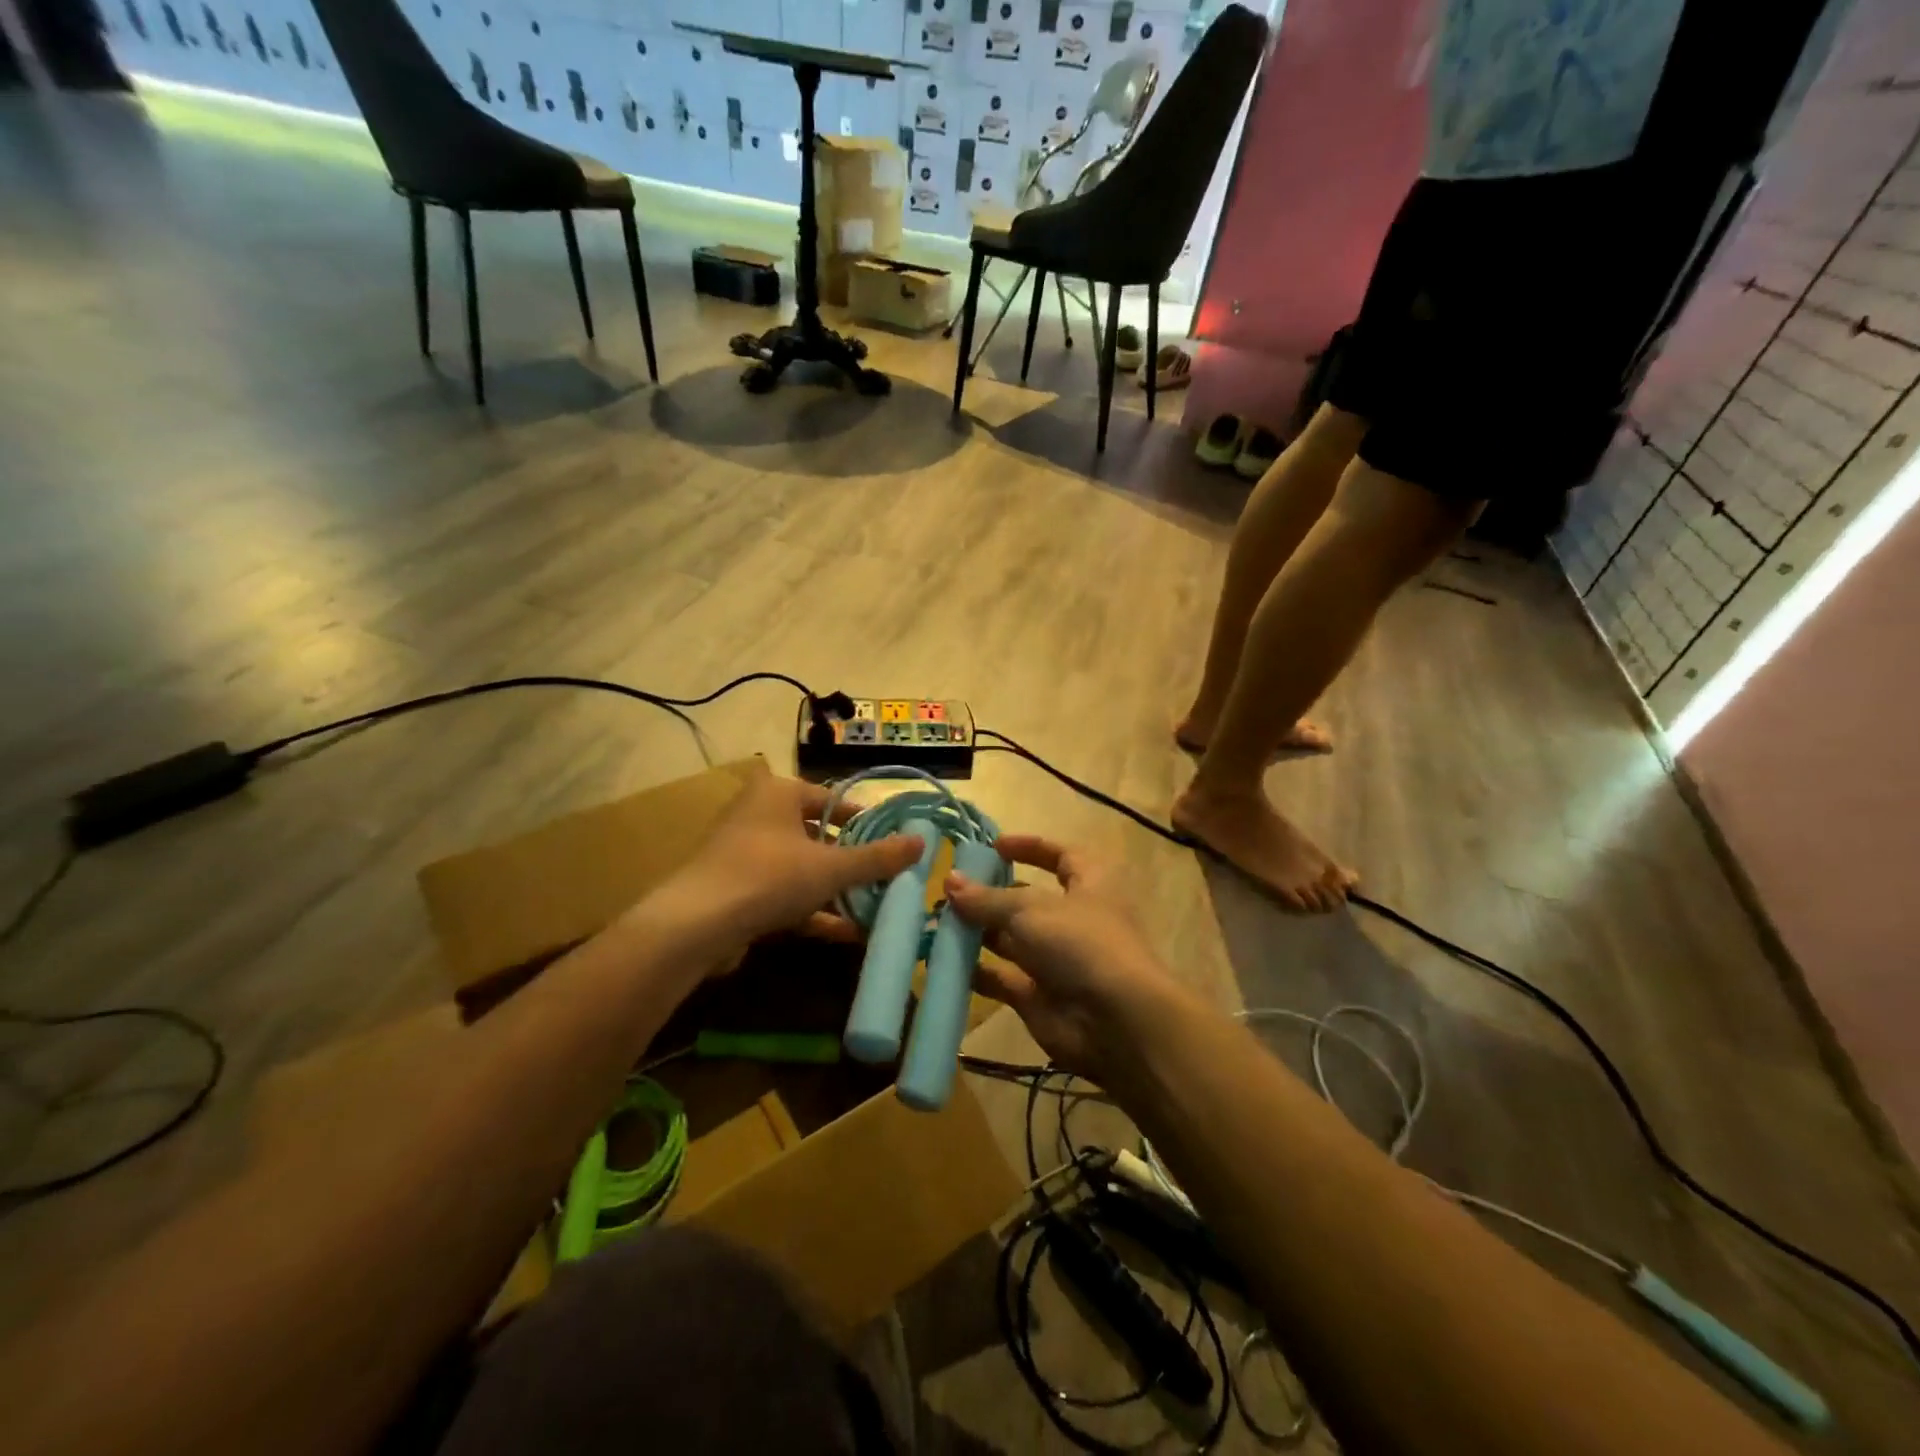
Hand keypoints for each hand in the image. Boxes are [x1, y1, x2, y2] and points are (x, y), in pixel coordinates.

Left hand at [658, 771, 923, 954]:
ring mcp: (745, 854)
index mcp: (779, 793)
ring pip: (802, 869)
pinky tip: (847, 932)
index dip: (866, 821)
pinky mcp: (736, 890)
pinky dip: (813, 910)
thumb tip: (922, 842)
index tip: (893, 843)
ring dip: (836, 890)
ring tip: (873, 908)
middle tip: (886, 878)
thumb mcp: (832, 867)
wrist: (695, 925)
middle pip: (818, 836)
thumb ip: (878, 857)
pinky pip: (784, 894)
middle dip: (852, 862)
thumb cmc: (769, 876)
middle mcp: (759, 815)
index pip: (833, 800)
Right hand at [944, 835, 1179, 1081]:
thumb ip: (987, 898)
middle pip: (1028, 900)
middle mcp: (1074, 919)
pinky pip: (1003, 978)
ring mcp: (1057, 960)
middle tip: (949, 890)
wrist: (1115, 1022)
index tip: (993, 846)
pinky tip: (944, 962)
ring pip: (1012, 940)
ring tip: (937, 922)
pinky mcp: (1040, 996)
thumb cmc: (1080, 943)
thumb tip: (950, 881)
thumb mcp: (1030, 910)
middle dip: (991, 895)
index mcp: (1089, 884)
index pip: (1060, 855)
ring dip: (978, 932)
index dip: (1029, 847)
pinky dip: (977, 971)